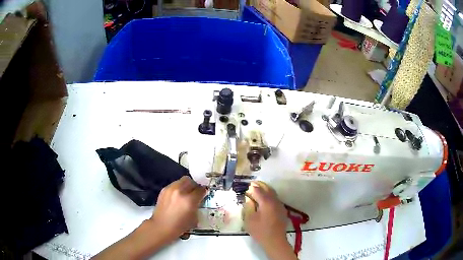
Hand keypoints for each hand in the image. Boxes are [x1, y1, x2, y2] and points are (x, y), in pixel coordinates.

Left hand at [150, 176, 206, 240]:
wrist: (162, 226)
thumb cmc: (179, 226)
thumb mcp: (194, 217)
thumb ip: (197, 205)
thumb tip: (199, 199)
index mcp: (189, 200)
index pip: (201, 190)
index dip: (203, 192)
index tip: (203, 194)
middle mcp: (180, 191)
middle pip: (191, 181)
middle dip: (195, 186)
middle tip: (195, 193)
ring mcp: (170, 189)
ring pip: (182, 180)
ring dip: (186, 186)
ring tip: (185, 194)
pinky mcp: (164, 189)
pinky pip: (174, 184)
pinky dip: (178, 188)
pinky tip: (177, 197)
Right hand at [244, 181, 288, 248]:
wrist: (275, 241)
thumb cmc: (260, 231)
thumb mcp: (249, 219)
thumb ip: (249, 206)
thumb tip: (249, 198)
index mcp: (266, 202)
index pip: (258, 190)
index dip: (252, 188)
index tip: (247, 186)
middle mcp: (275, 201)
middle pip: (268, 189)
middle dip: (260, 185)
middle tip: (253, 183)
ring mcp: (280, 205)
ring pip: (273, 193)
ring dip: (266, 189)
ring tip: (258, 189)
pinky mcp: (282, 210)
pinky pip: (275, 198)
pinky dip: (270, 195)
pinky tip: (265, 199)